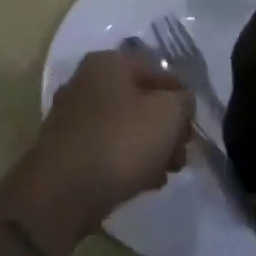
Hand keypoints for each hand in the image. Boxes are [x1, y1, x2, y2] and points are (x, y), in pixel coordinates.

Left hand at [16, 50, 193, 237]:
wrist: (62, 193)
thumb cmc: (120, 142)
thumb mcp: (167, 115)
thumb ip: (182, 102)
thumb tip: (180, 102)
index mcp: (108, 62)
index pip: (157, 71)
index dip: (181, 97)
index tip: (193, 126)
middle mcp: (86, 81)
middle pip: (140, 99)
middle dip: (166, 127)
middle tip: (182, 153)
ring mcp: (73, 115)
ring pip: (125, 125)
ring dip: (150, 146)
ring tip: (167, 172)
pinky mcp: (67, 148)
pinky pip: (107, 147)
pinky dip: (127, 160)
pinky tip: (144, 182)